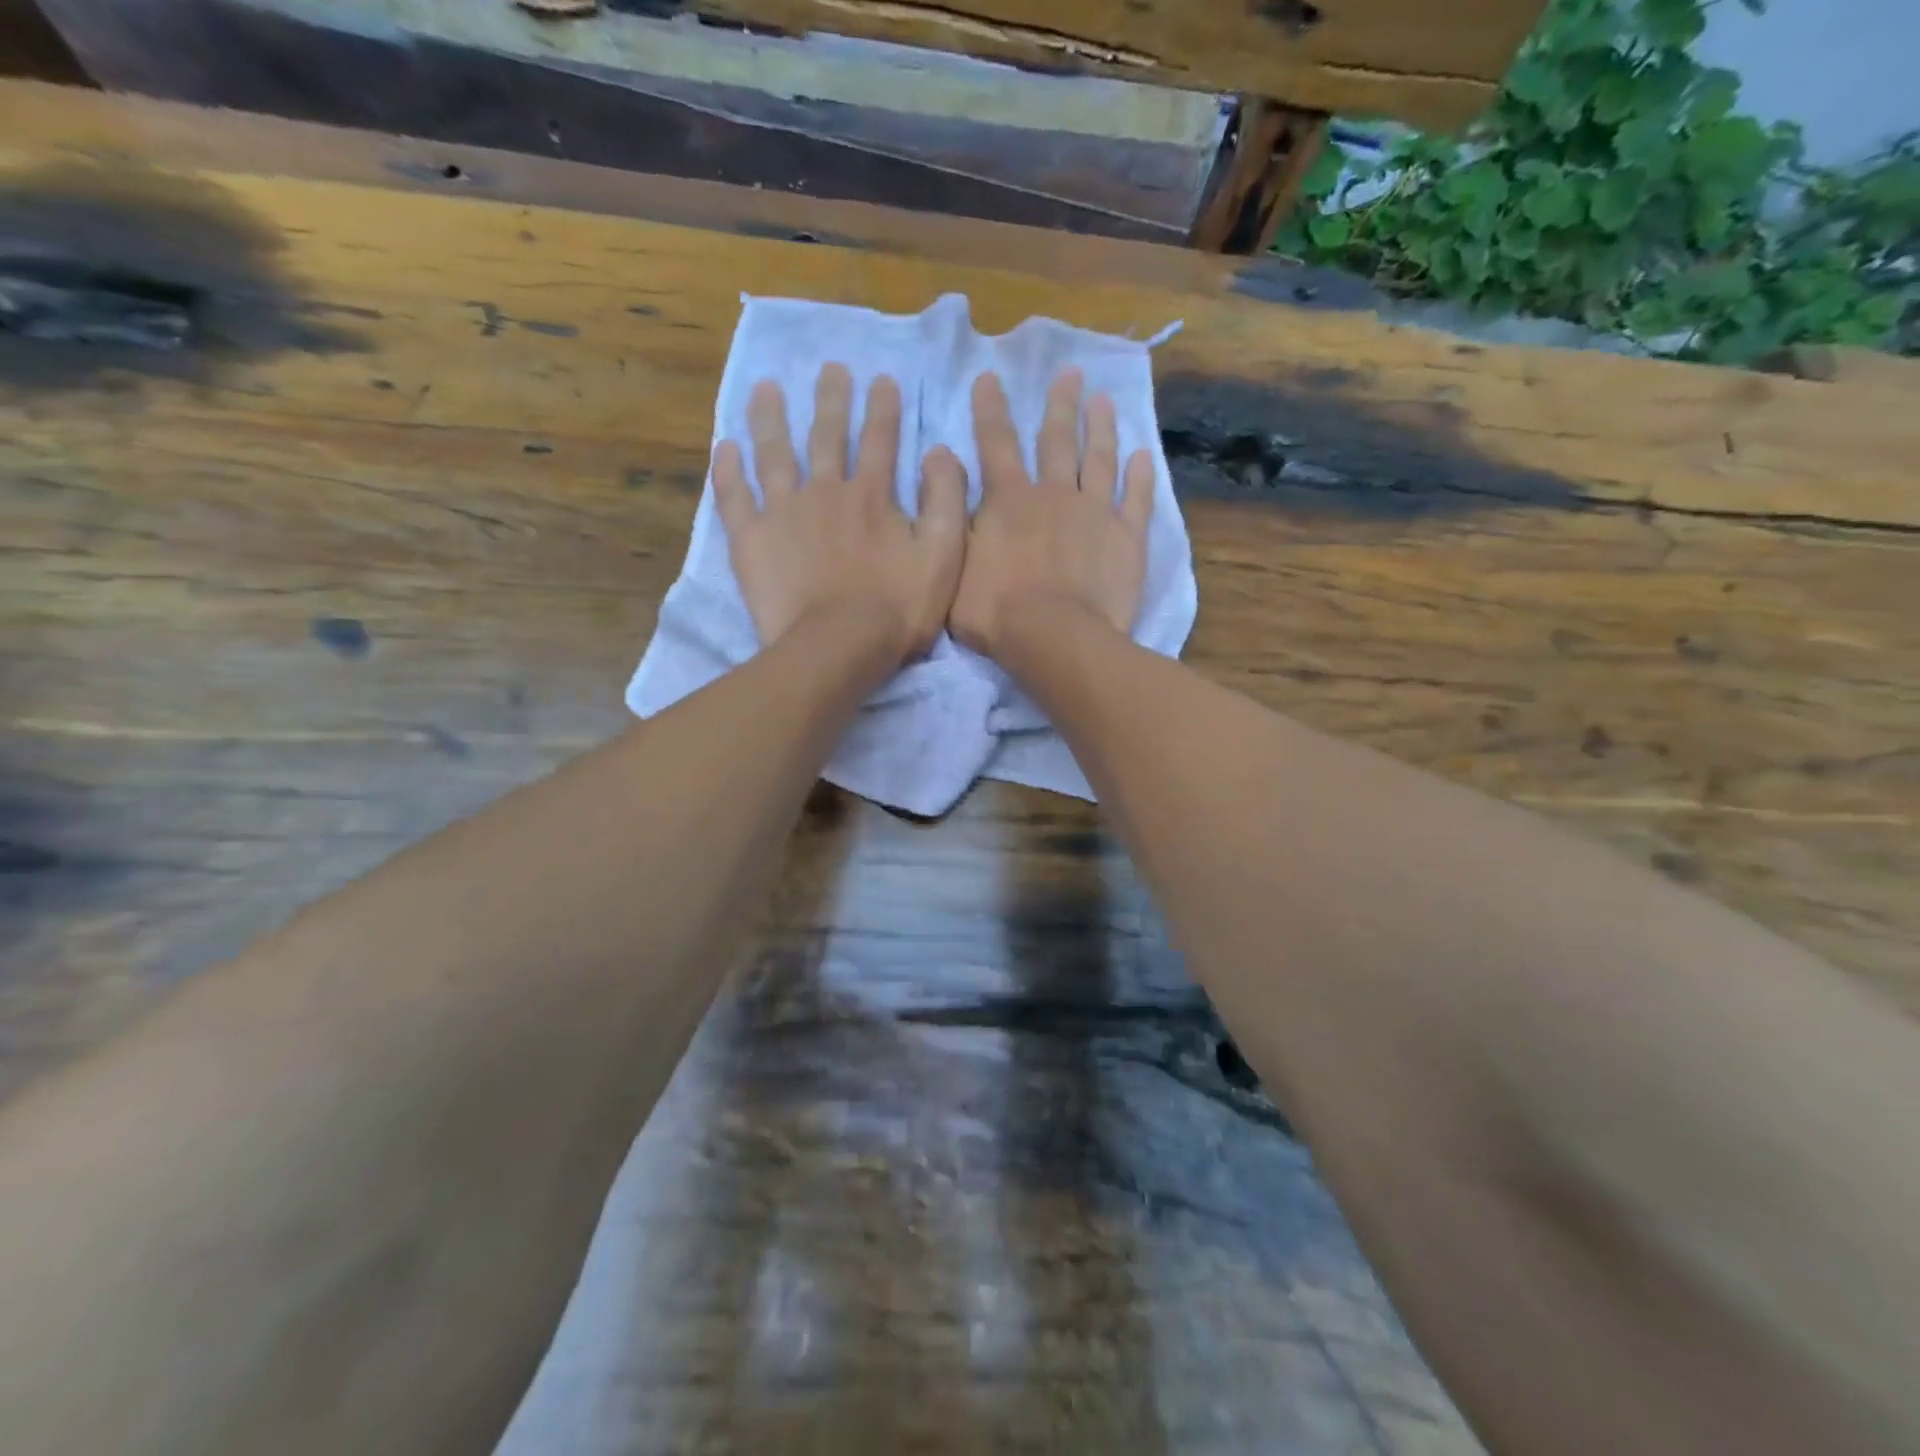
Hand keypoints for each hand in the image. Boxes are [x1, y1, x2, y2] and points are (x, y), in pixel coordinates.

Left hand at [714, 363, 967, 661]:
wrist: (838, 646)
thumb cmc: (897, 609)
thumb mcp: (944, 557)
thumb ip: (946, 502)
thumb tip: (941, 453)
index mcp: (872, 496)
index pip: (880, 440)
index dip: (883, 408)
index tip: (882, 379)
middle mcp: (826, 491)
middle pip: (827, 436)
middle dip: (831, 399)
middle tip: (829, 368)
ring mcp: (783, 513)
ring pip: (774, 453)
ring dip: (771, 418)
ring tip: (766, 388)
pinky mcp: (752, 540)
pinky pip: (734, 496)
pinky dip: (728, 470)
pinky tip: (724, 447)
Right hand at [949, 369, 1153, 659]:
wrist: (1054, 637)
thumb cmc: (996, 612)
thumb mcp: (953, 571)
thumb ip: (953, 524)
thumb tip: (944, 479)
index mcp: (1010, 500)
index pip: (996, 443)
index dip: (991, 409)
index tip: (991, 378)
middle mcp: (1054, 494)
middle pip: (1057, 440)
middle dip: (1060, 404)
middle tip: (1070, 374)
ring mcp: (1096, 512)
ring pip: (1100, 460)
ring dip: (1101, 428)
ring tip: (1104, 401)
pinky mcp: (1127, 537)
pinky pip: (1137, 499)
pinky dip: (1141, 477)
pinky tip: (1144, 456)